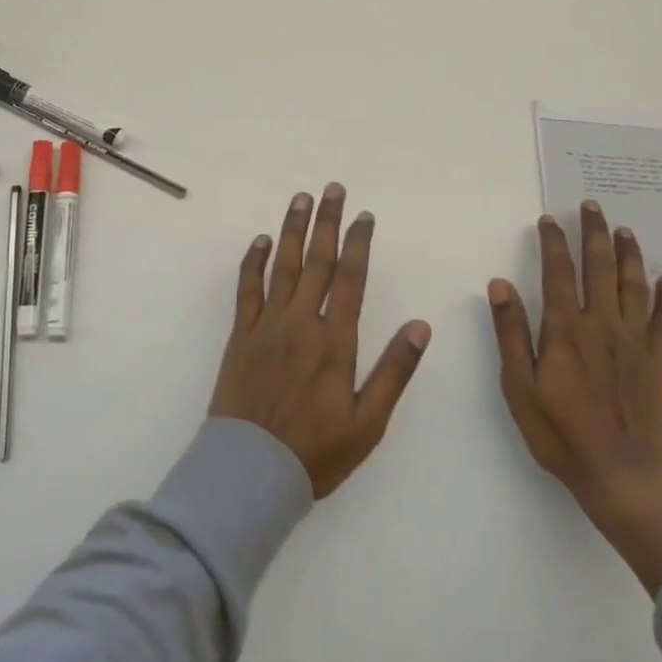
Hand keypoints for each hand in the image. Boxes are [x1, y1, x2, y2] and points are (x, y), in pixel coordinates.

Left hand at [210, 185, 431, 498]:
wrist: (249, 472)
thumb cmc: (315, 452)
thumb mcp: (367, 423)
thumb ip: (394, 371)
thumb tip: (421, 326)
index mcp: (334, 341)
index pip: (350, 278)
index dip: (357, 243)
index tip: (363, 216)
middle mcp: (301, 322)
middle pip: (316, 260)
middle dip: (326, 221)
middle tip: (332, 188)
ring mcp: (267, 325)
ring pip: (282, 265)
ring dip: (292, 229)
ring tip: (300, 198)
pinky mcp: (240, 334)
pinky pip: (247, 288)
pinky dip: (254, 261)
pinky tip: (261, 240)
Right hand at [487, 202, 661, 594]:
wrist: (622, 477)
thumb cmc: (561, 433)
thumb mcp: (520, 386)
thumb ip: (512, 332)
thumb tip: (500, 284)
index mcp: (566, 329)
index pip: (558, 272)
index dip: (553, 242)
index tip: (548, 218)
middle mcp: (602, 325)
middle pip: (599, 268)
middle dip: (594, 233)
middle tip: (592, 205)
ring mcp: (634, 342)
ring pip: (633, 285)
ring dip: (628, 254)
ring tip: (624, 229)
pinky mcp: (657, 362)